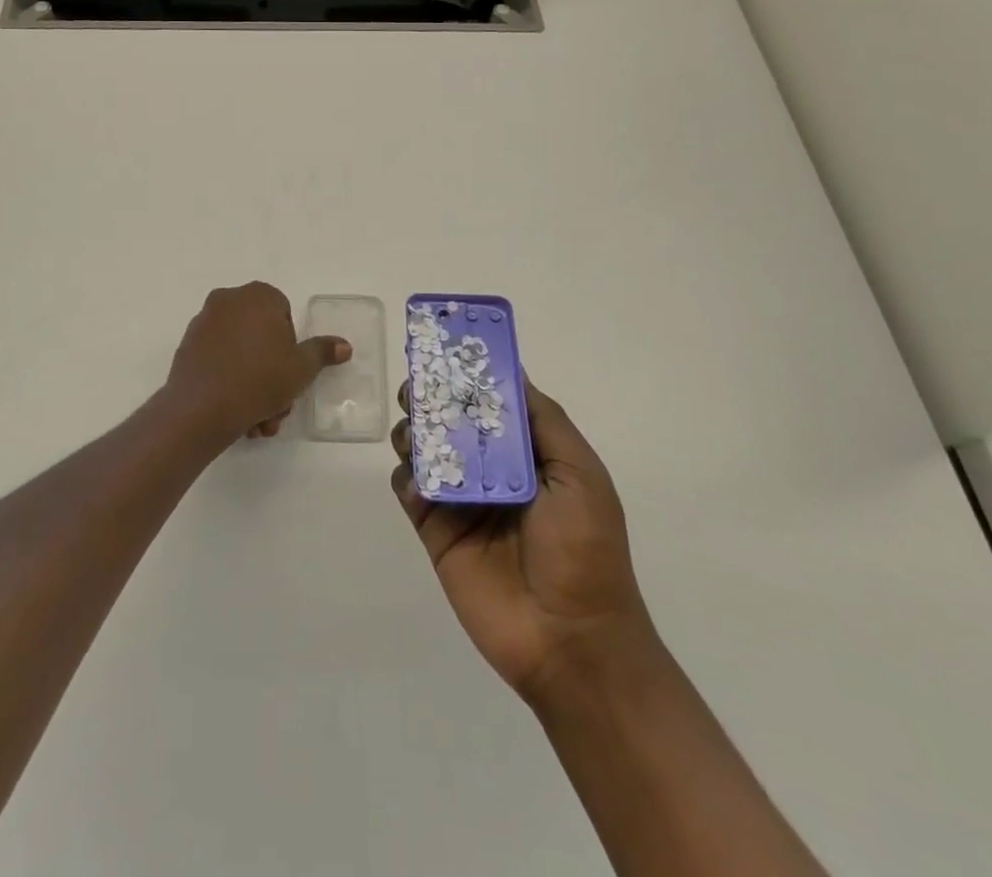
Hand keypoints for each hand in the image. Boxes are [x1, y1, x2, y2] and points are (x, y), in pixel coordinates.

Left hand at [159, 282, 350, 444]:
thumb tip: (344, 345)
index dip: (290, 347)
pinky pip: (218, 361)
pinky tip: (238, 415)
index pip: (284, 315)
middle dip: (272, 374)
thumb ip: (322, 352)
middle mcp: (228, 300)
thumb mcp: (301, 368)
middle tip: (277, 406)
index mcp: (258, 296)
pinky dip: (230, 383)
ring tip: (259, 421)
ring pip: (240, 354)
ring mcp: (204, 322)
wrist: (201, 408)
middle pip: (261, 337)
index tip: (290, 372)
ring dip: (254, 386)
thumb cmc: (260, 379)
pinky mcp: (187, 347)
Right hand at [391, 380, 656, 706]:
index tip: (445, 351)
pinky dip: (406, 478)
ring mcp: (461, 500)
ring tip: (412, 431)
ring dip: (413, 432)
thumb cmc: (585, 549)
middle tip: (416, 389)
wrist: (570, 641)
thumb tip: (511, 371)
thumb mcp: (580, 474)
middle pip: (450, 420)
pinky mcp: (436, 530)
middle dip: (431, 398)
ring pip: (424, 449)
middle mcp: (490, 469)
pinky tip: (416, 481)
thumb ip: (544, 421)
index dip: (468, 375)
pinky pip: (410, 491)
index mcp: (527, 453)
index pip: (490, 402)